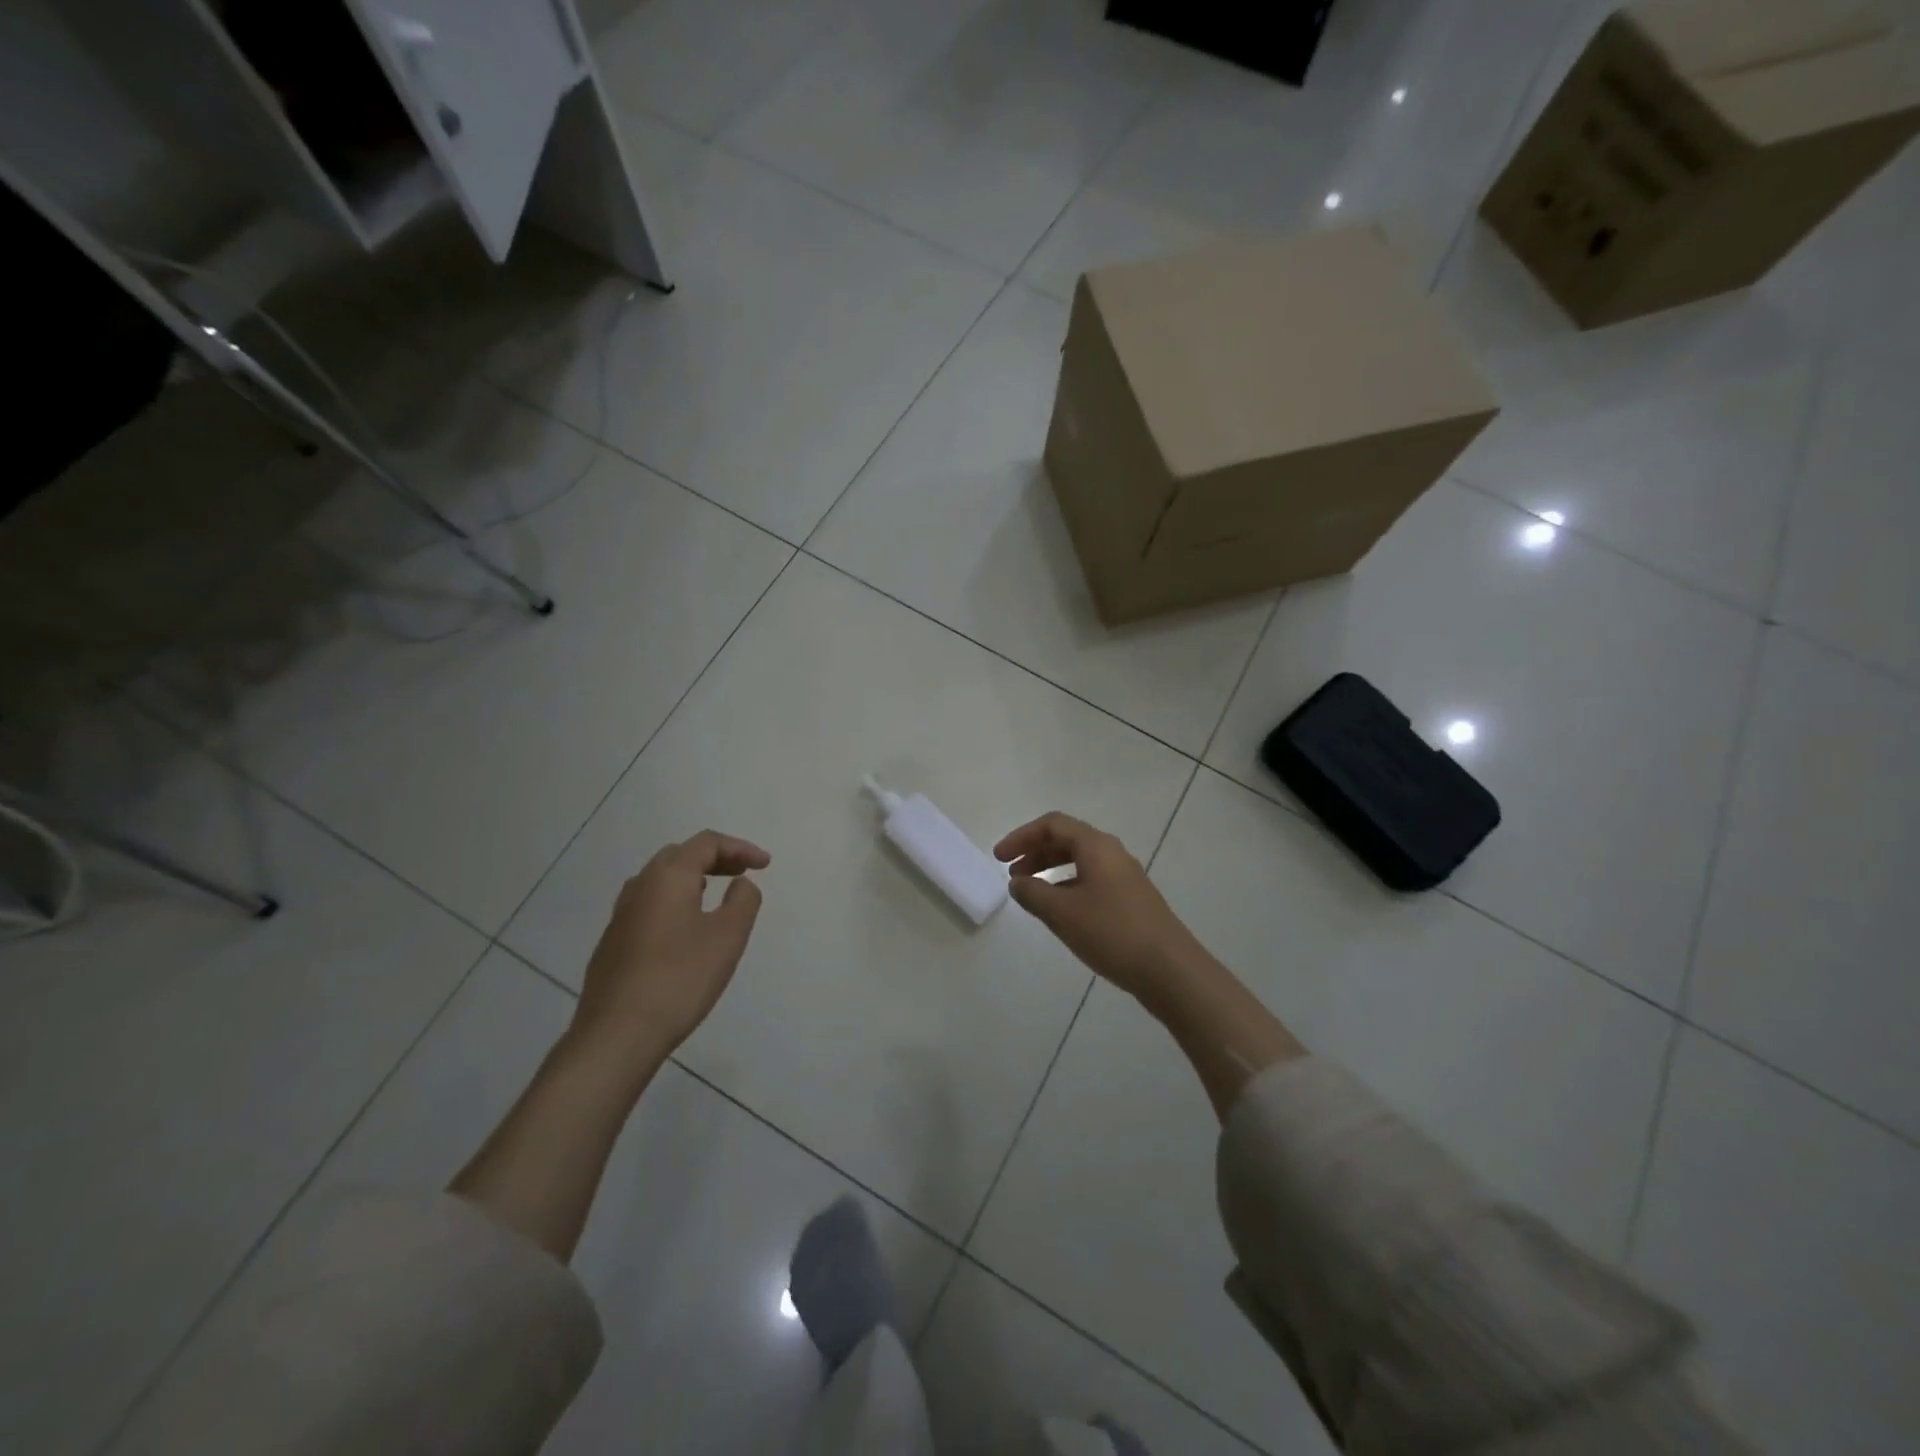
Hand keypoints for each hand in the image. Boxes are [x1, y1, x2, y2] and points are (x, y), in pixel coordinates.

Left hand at [572, 832, 770, 1061]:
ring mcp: (621, 916)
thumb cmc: (680, 978)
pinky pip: (649, 905)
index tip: (766, 865)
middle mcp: (639, 886)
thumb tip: (740, 884)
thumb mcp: (728, 937)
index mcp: (667, 877)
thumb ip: (743, 901)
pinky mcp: (613, 943)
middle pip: (680, 855)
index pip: (707, 843)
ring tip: (715, 894)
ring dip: (692, 878)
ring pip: (660, 880)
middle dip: (715, 858)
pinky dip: (675, 901)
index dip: (740, 848)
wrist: (617, 1034)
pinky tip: (685, 929)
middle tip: (742, 873)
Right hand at [994, 812, 1212, 1005]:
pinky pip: (1091, 880)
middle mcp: (1112, 853)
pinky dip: (1067, 886)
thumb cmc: (1112, 933)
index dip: (1021, 836)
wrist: (1170, 969)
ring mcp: (1125, 877)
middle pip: (1067, 840)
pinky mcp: (1131, 900)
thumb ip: (1033, 894)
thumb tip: (1017, 883)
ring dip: (1051, 870)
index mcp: (1096, 846)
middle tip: (1011, 874)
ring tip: (1030, 893)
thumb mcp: (1062, 913)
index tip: (999, 858)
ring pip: (1080, 861)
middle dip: (1035, 852)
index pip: (1052, 824)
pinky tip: (1059, 911)